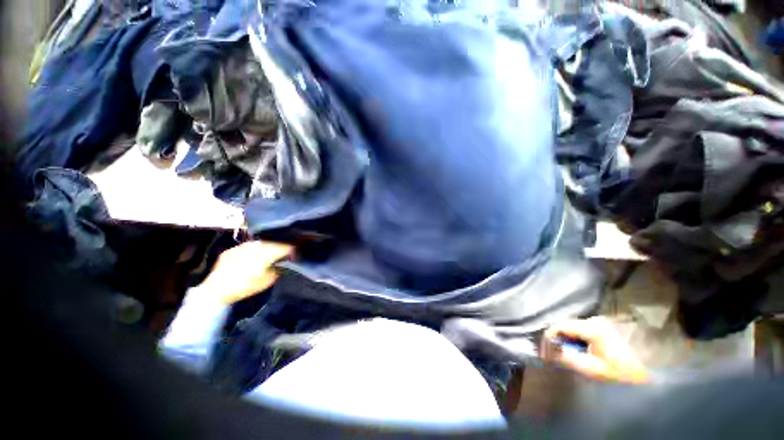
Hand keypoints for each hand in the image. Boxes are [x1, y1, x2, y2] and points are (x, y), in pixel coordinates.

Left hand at [198, 241, 293, 304]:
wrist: (216, 292)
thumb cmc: (245, 287)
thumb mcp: (267, 281)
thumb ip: (278, 268)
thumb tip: (285, 262)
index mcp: (265, 253)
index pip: (283, 246)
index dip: (291, 249)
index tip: (295, 253)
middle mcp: (253, 246)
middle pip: (272, 243)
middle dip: (279, 247)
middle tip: (282, 254)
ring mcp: (241, 247)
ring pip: (259, 243)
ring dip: (265, 248)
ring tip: (267, 255)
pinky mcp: (231, 250)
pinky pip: (246, 247)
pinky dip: (252, 251)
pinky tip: (251, 258)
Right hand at [542, 317, 648, 384]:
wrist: (652, 372)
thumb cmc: (621, 372)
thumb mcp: (593, 370)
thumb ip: (568, 358)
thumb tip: (548, 351)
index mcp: (592, 327)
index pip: (560, 326)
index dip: (549, 337)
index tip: (545, 350)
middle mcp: (594, 319)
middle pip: (567, 326)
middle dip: (560, 340)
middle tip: (557, 355)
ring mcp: (600, 321)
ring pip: (574, 327)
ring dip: (569, 340)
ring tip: (570, 354)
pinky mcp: (604, 325)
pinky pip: (583, 329)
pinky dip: (578, 339)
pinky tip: (582, 350)